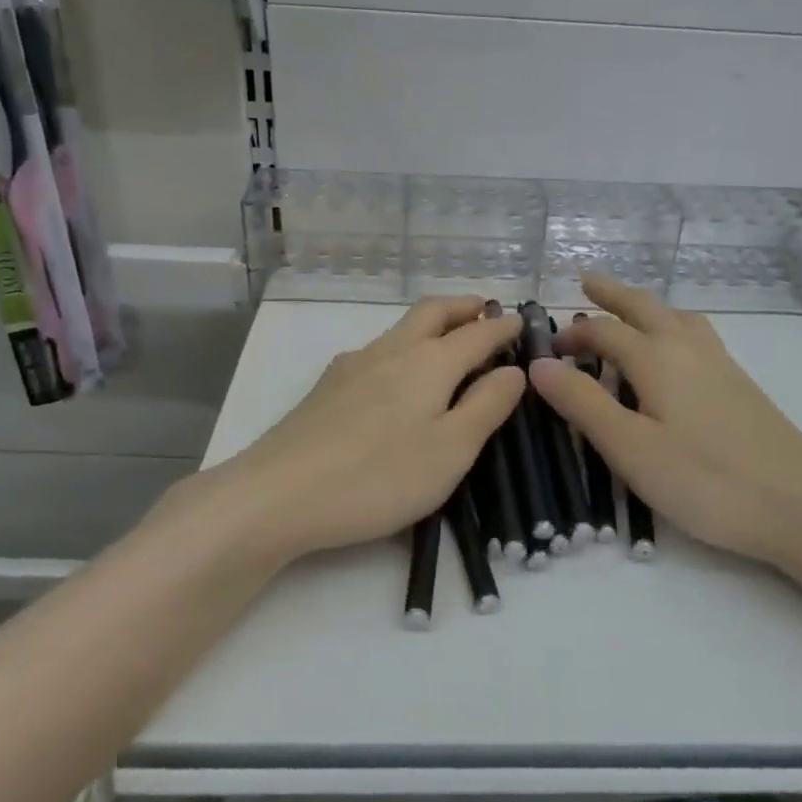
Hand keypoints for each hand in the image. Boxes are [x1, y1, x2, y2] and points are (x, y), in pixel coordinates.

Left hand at [183, 298, 524, 568]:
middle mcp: (391, 350)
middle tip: (486, 311)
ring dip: (432, 324)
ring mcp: (354, 365)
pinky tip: (398, 377)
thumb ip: (487, 406)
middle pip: (432, 311)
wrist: (279, 494)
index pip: (477, 332)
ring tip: (450, 342)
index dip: (503, 327)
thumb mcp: (451, 450)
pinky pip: (378, 351)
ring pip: (401, 329)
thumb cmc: (380, 476)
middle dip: (463, 306)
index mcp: (430, 362)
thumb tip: (513, 370)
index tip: (522, 322)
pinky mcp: (328, 386)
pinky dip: (404, 348)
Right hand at [528, 273, 801, 567]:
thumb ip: (582, 403)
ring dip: (647, 307)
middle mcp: (688, 348)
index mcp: (657, 358)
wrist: (801, 506)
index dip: (572, 337)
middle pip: (645, 307)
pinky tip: (676, 355)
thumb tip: (538, 364)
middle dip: (612, 294)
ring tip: (630, 312)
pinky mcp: (741, 385)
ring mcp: (721, 364)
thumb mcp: (630, 447)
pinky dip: (673, 327)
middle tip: (587, 282)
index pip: (604, 332)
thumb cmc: (705, 480)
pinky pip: (696, 336)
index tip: (547, 352)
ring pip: (677, 318)